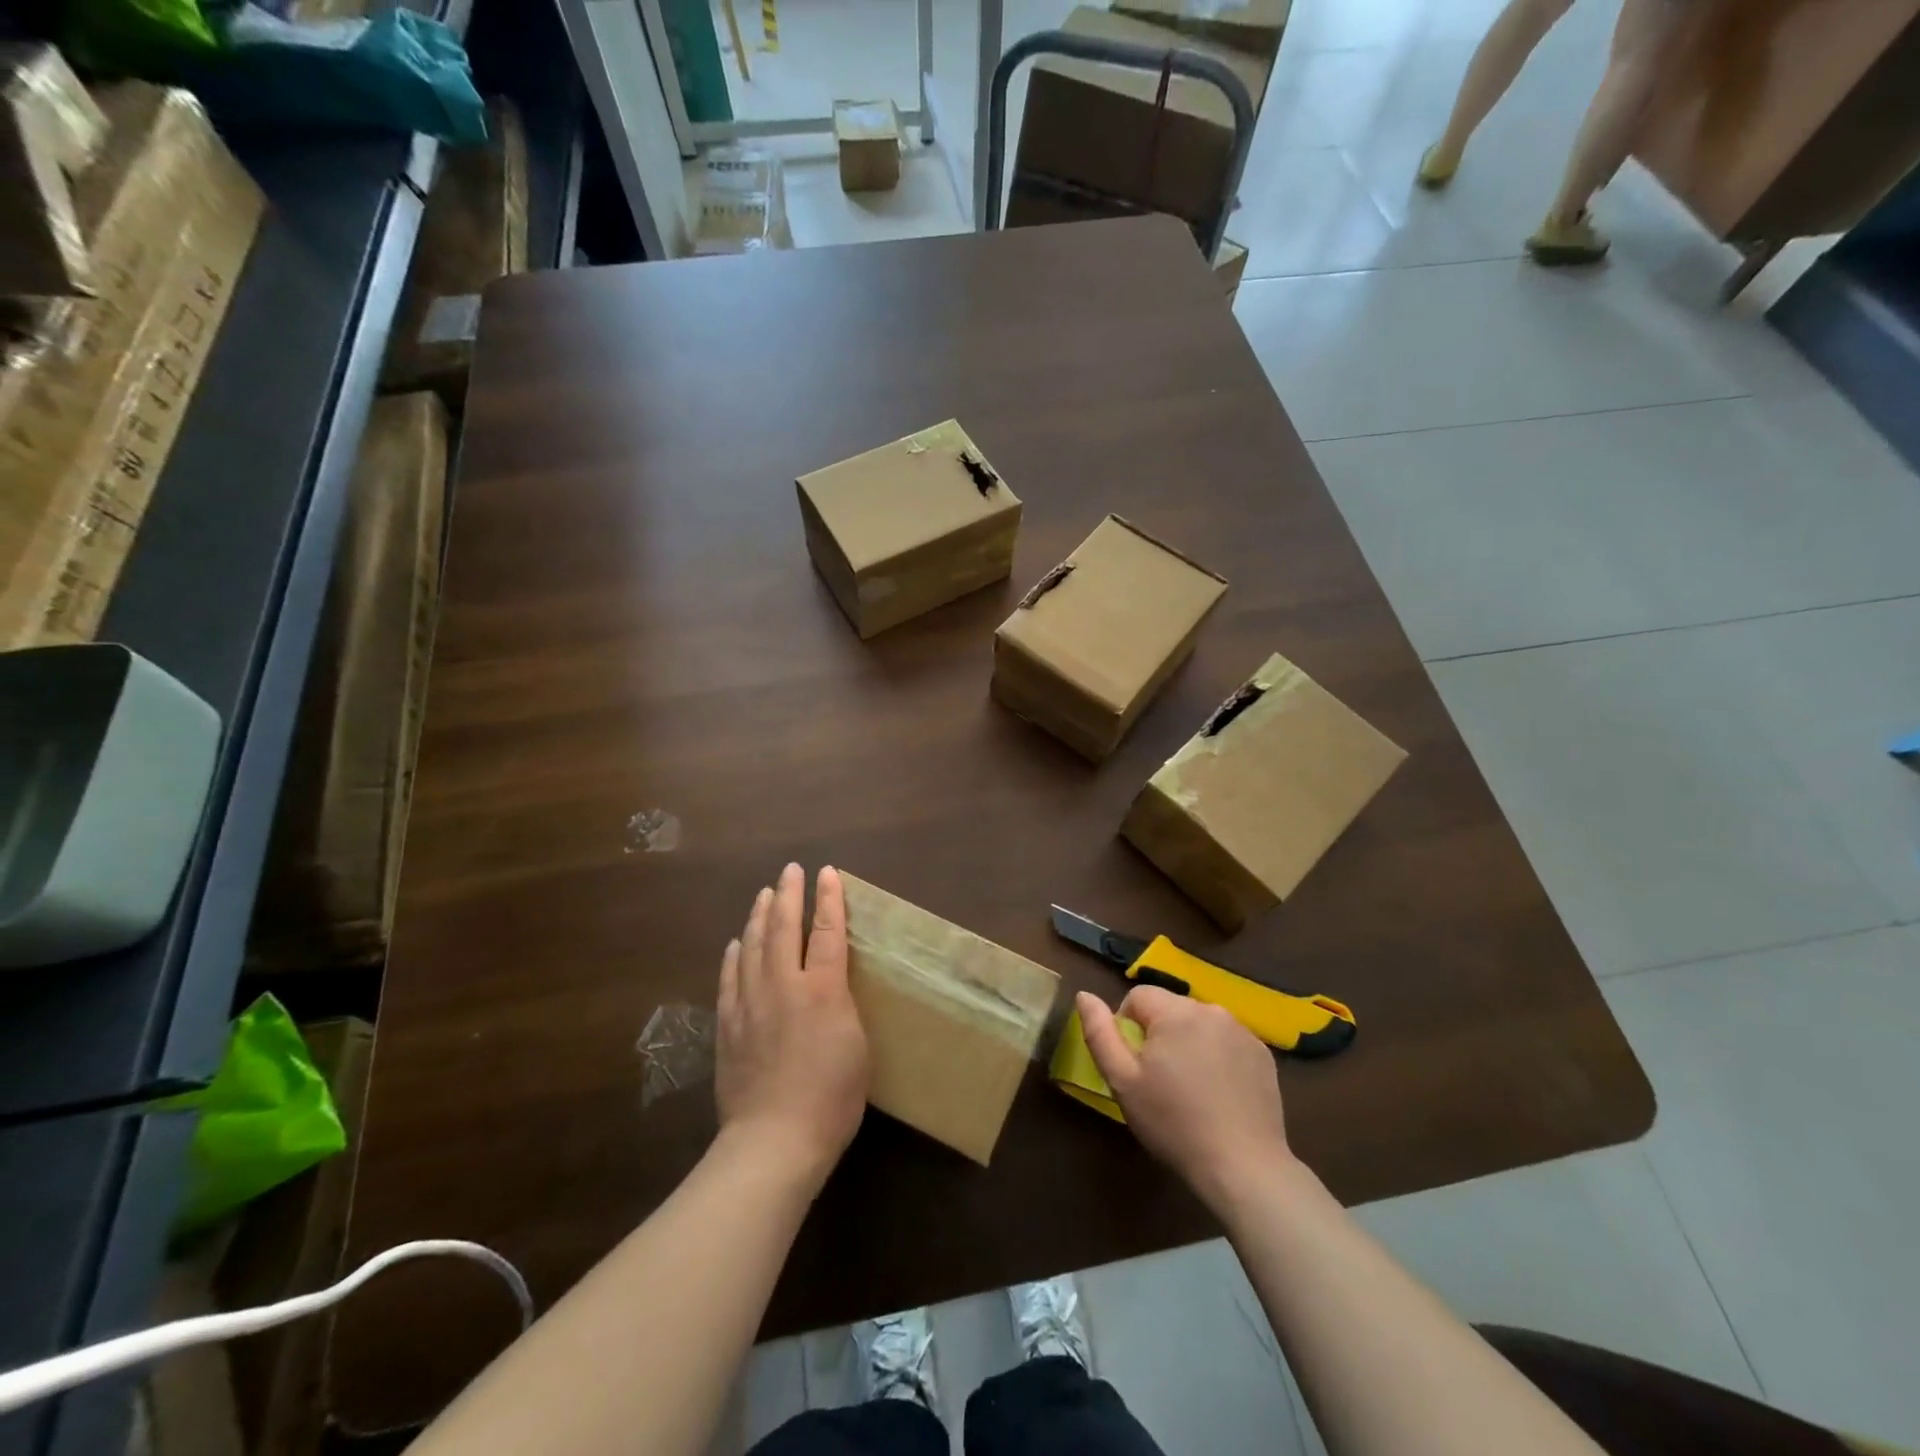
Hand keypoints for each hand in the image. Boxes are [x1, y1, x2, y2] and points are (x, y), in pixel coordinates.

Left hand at [715, 864, 868, 1190]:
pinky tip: (735, 943)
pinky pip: (729, 979)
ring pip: (752, 947)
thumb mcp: (858, 1046)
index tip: (827, 873)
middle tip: (790, 870)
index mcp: (823, 990)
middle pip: (784, 929)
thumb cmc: (832, 1098)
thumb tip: (831, 985)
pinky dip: (733, 955)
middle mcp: (784, 986)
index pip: (827, 932)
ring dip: (759, 916)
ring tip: (764, 894)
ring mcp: (751, 1004)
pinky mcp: (728, 1026)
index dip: (828, 899)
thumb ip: (843, 1005)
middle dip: (789, 895)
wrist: (774, 1141)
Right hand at [1077, 987, 1292, 1210]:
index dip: (1126, 1026)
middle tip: (1159, 1080)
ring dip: (1188, 1043)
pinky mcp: (1262, 1055)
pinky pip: (1226, 1041)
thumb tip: (1084, 996)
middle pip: (1170, 1008)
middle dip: (1159, 1035)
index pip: (1138, 996)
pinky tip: (1218, 1094)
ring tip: (1190, 1088)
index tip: (1134, 1065)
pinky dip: (1216, 1056)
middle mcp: (1211, 1010)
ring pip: (1198, 1024)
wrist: (1243, 1168)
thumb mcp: (1123, 1081)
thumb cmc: (1174, 1123)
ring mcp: (1242, 1031)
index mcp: (1175, 1012)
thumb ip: (1099, 1033)